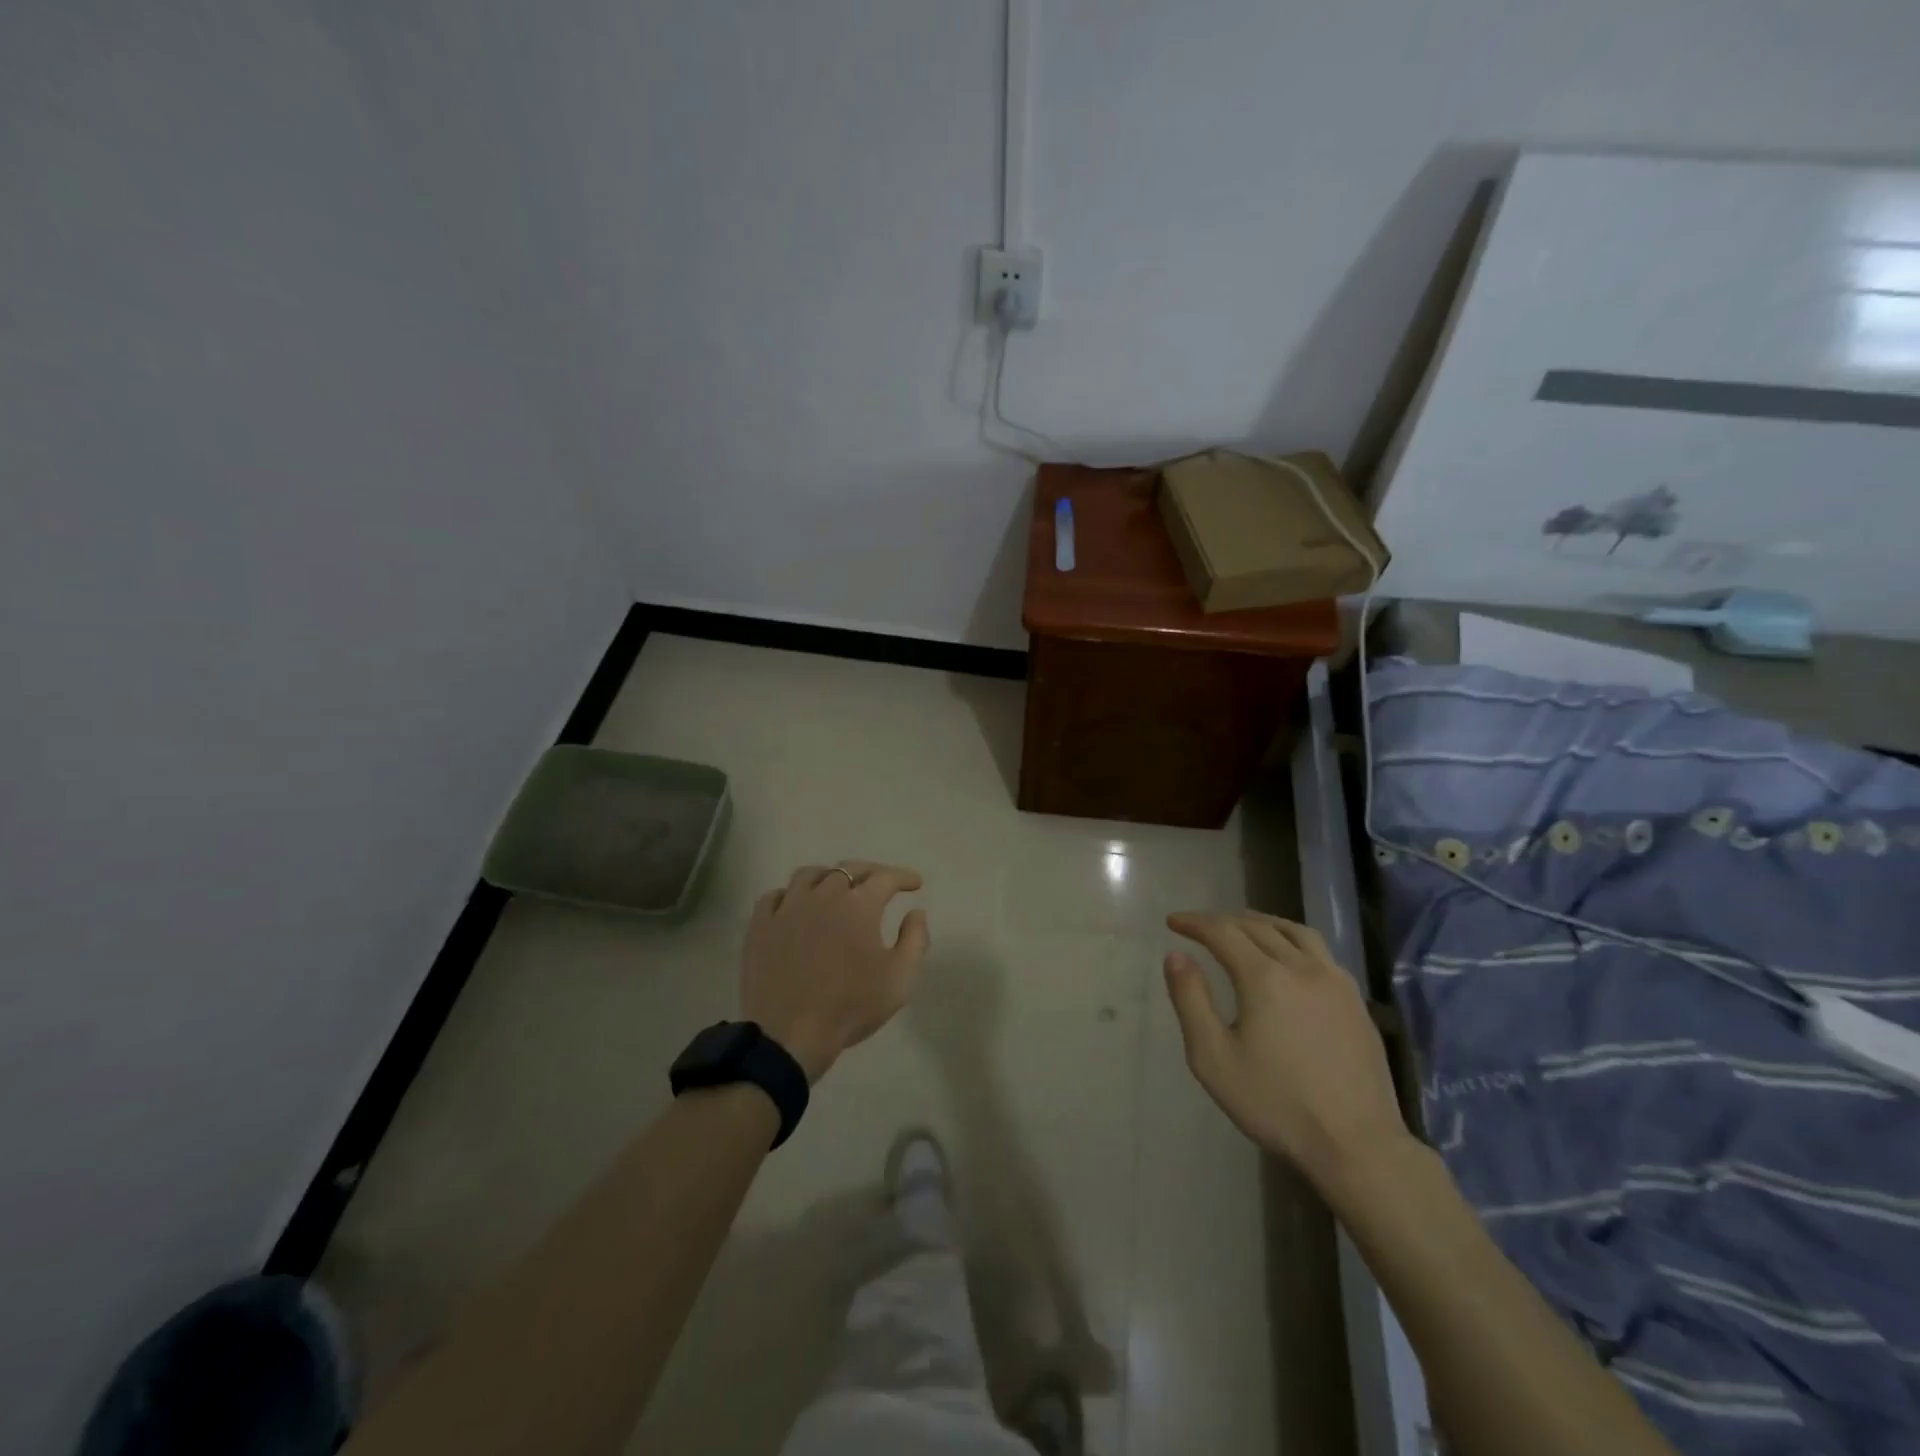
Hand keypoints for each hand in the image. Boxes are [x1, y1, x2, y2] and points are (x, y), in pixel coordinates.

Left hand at [740, 861, 929, 1082]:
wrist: (790, 1035)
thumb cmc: (851, 1006)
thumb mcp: (900, 979)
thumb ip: (915, 939)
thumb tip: (916, 911)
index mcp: (859, 905)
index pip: (886, 877)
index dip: (903, 876)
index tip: (915, 884)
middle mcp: (823, 895)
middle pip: (848, 868)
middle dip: (870, 872)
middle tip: (881, 882)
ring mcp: (787, 908)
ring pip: (809, 875)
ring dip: (829, 876)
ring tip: (837, 888)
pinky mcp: (760, 925)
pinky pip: (774, 896)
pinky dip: (790, 895)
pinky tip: (796, 906)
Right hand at [1163, 911, 1410, 1193]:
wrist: (1356, 1144)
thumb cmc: (1275, 1103)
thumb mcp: (1213, 1057)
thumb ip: (1191, 1000)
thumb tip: (1176, 955)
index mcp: (1264, 977)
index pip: (1223, 932)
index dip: (1194, 922)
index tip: (1173, 922)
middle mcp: (1301, 967)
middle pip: (1257, 927)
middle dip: (1223, 921)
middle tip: (1200, 927)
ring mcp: (1335, 982)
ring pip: (1294, 932)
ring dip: (1262, 923)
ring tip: (1243, 928)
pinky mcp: (1355, 1001)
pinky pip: (1319, 951)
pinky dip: (1292, 940)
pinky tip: (1288, 958)